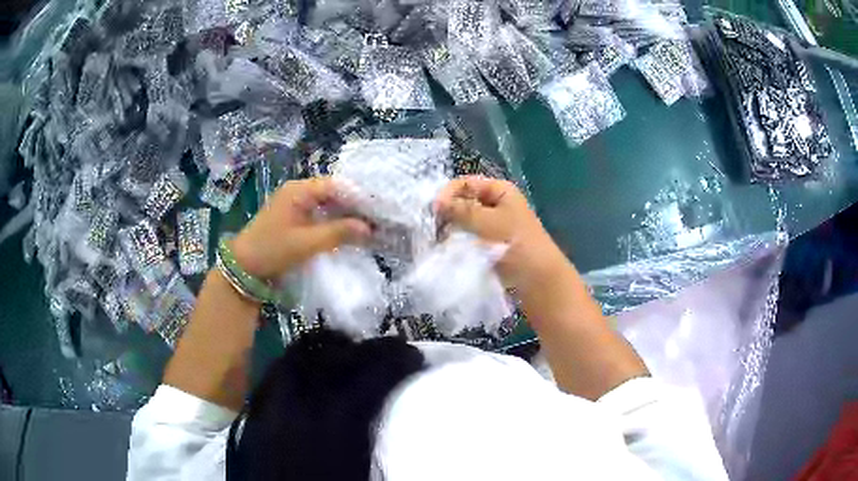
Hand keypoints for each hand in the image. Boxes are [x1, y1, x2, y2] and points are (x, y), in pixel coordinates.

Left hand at [231, 178, 370, 279]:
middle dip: (353, 206)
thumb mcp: (306, 243)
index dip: (357, 196)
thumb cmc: (272, 250)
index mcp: (298, 190)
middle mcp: (297, 191)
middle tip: (376, 219)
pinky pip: (318, 213)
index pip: (335, 185)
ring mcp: (294, 204)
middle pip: (332, 193)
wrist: (244, 267)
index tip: (377, 210)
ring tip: (366, 226)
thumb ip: (338, 233)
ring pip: (326, 204)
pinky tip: (346, 231)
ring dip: (344, 215)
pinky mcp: (293, 217)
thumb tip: (369, 228)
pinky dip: (333, 221)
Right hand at [434, 176, 574, 294]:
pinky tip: (445, 249)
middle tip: (432, 227)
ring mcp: (492, 225)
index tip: (434, 210)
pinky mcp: (488, 244)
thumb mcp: (488, 222)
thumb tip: (435, 202)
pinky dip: (456, 241)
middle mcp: (495, 204)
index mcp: (500, 191)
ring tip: (437, 240)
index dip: (448, 193)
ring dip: (450, 228)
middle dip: (447, 212)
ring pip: (463, 221)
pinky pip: (467, 237)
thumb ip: (460, 211)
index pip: (465, 183)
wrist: (537, 279)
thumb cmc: (516, 244)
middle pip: (463, 201)